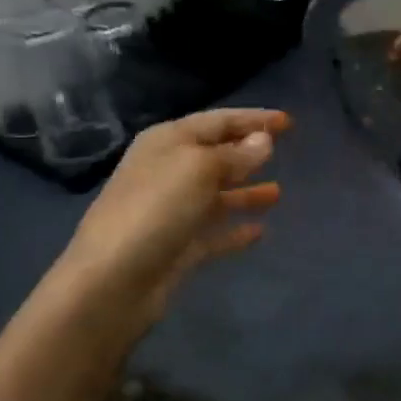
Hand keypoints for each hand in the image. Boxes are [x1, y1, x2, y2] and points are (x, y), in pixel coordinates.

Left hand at [56, 108, 287, 329]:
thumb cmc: (156, 209)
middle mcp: (168, 171)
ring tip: (279, 193)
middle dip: (249, 152)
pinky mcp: (178, 247)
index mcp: (168, 142)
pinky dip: (235, 230)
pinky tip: (260, 232)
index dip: (253, 119)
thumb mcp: (200, 169)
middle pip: (216, 155)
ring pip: (217, 194)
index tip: (288, 121)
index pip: (218, 121)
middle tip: (285, 151)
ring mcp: (172, 211)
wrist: (112, 281)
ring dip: (246, 192)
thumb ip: (236, 154)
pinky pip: (214, 232)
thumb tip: (263, 140)